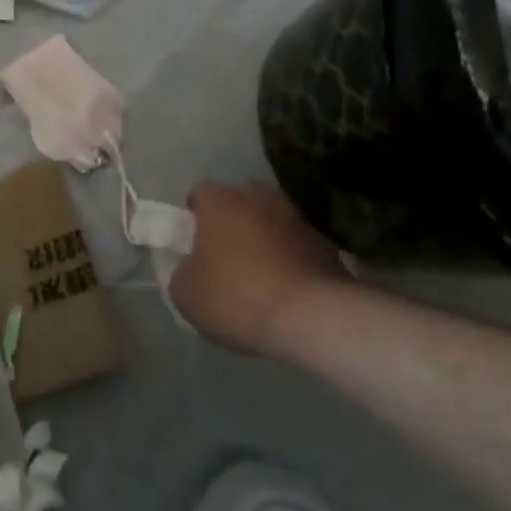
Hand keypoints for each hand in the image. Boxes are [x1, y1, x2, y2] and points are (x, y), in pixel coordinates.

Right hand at [169, 183, 350, 353]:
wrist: (313, 318)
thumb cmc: (237, 297)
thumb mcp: (186, 294)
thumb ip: (182, 273)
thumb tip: (191, 268)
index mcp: (220, 204)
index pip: (201, 192)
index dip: (195, 213)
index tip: (194, 238)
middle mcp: (259, 200)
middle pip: (241, 199)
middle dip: (234, 218)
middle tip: (228, 250)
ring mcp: (297, 219)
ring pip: (274, 219)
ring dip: (267, 237)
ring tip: (263, 271)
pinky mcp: (328, 244)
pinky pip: (300, 244)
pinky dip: (293, 258)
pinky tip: (289, 287)